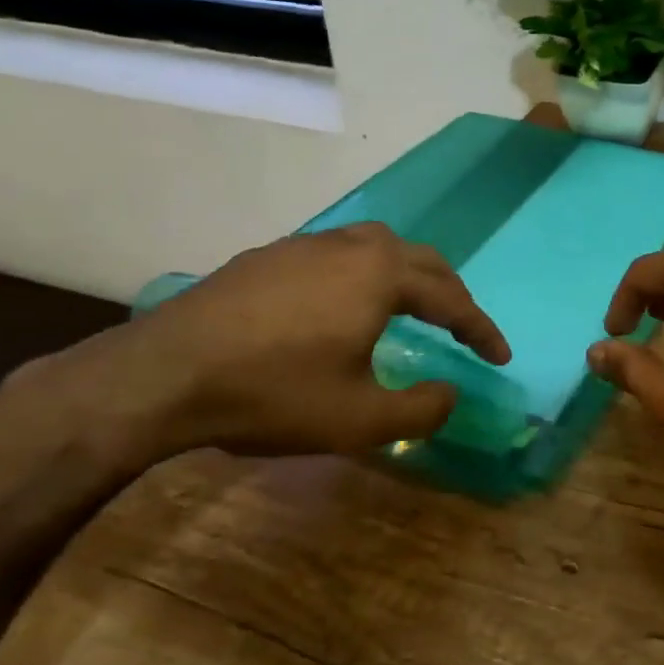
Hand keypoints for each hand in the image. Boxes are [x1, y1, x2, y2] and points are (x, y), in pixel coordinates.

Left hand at [44, 224, 510, 471]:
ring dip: (407, 275)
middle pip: (420, 260)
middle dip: (450, 293)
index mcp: (381, 276)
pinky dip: (363, 275)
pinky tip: (344, 305)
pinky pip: (337, 255)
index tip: (500, 357)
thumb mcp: (360, 418)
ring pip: (376, 247)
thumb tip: (451, 393)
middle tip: (463, 327)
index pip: (451, 299)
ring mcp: (304, 246)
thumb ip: (421, 409)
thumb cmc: (272, 393)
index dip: (481, 330)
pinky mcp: (268, 256)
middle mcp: (350, 246)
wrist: (163, 375)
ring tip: (411, 307)